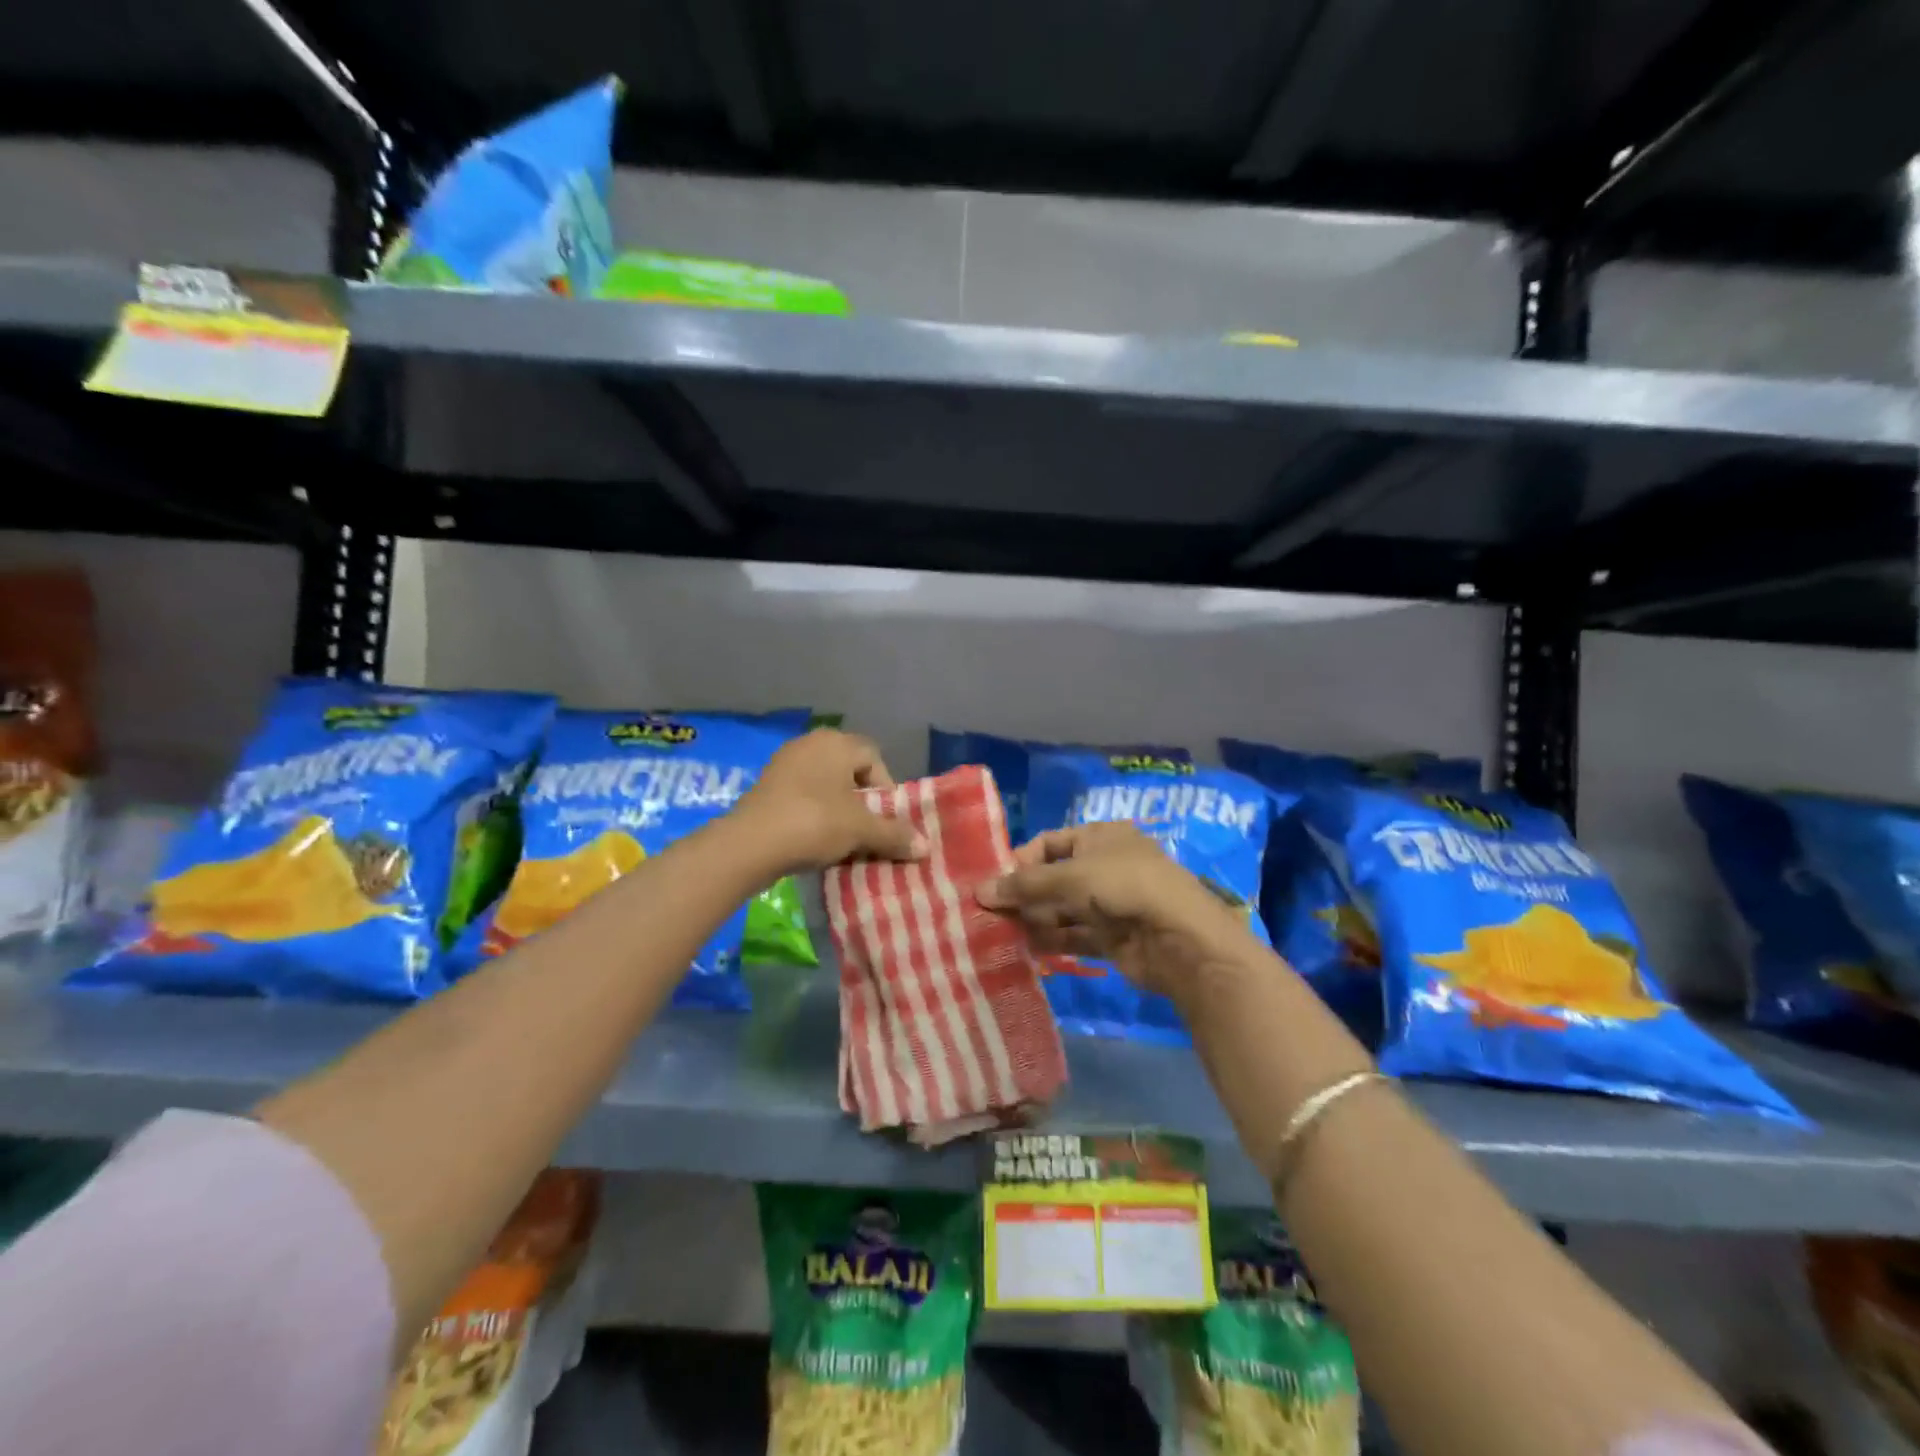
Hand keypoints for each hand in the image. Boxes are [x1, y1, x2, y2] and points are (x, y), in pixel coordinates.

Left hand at [734, 729, 925, 873]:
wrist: (749, 844)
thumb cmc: (814, 823)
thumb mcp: (861, 830)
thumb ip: (895, 835)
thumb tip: (925, 846)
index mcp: (836, 742)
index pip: (874, 758)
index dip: (886, 790)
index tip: (885, 820)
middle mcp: (810, 744)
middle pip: (850, 772)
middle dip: (862, 802)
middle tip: (867, 831)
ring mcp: (784, 763)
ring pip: (826, 786)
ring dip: (838, 810)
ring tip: (843, 840)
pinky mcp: (766, 786)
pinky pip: (803, 796)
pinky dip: (814, 815)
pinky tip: (815, 839)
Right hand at [977, 822, 1255, 999]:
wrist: (1180, 939)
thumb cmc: (1123, 886)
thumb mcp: (1069, 876)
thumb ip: (1024, 885)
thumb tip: (979, 891)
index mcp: (1100, 836)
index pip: (1050, 842)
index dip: (1021, 860)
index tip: (993, 882)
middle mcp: (1105, 865)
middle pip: (1054, 877)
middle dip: (1023, 894)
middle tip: (988, 913)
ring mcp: (1110, 902)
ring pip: (1062, 908)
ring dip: (1033, 919)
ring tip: (998, 934)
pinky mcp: (1112, 937)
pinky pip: (1074, 935)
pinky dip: (1051, 941)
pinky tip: (1024, 950)